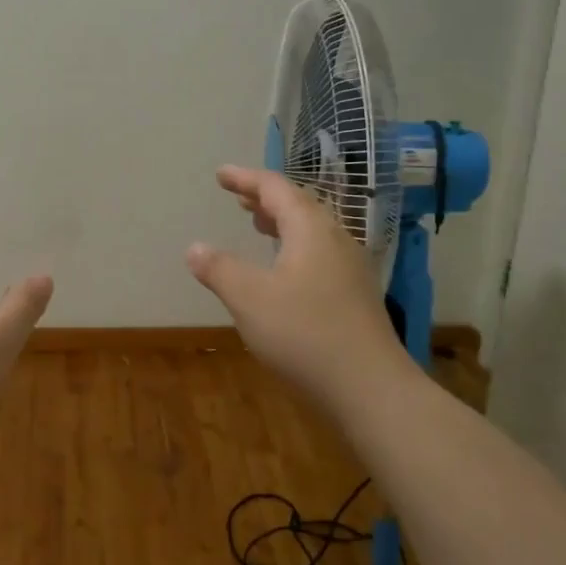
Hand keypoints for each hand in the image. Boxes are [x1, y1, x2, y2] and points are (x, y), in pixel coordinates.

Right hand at [186, 165, 411, 411]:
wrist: (371, 389)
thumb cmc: (305, 335)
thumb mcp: (249, 299)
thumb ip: (219, 269)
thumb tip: (194, 247)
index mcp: (311, 230)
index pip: (276, 189)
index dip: (246, 179)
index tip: (221, 174)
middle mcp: (336, 240)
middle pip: (299, 205)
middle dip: (266, 198)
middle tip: (238, 198)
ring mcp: (351, 268)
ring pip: (312, 231)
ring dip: (282, 222)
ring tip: (258, 225)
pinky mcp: (356, 296)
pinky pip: (320, 253)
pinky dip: (295, 247)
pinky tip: (285, 271)